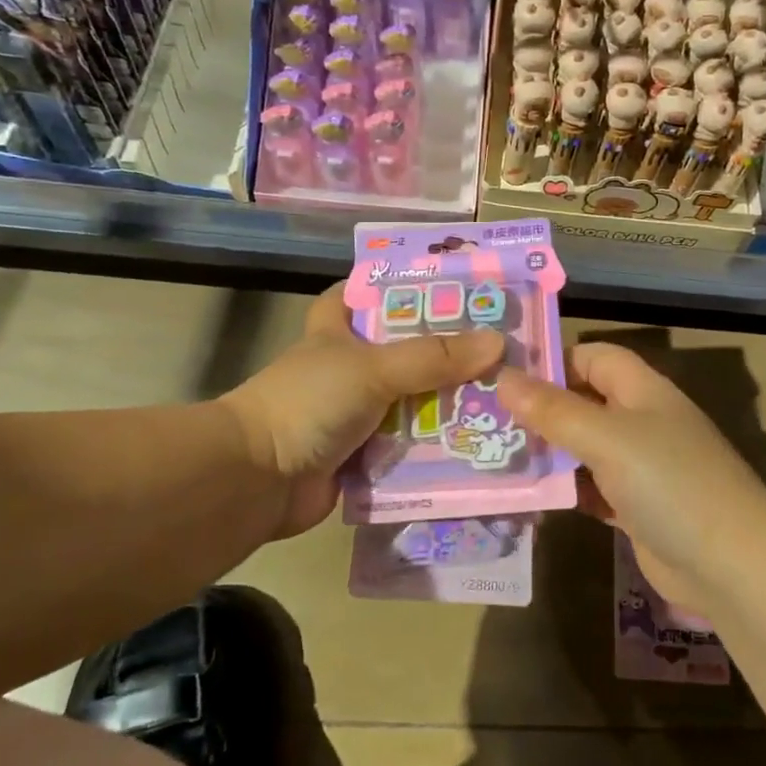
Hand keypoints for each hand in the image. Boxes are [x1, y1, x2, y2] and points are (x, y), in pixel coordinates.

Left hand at [225, 285, 504, 539]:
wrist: (257, 481)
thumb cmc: (309, 403)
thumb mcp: (373, 368)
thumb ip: (433, 357)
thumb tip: (497, 343)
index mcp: (337, 331)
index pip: (363, 293)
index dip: (397, 286)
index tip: (446, 284)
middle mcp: (348, 368)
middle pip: (404, 351)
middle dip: (446, 351)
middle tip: (502, 345)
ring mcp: (356, 414)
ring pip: (412, 401)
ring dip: (449, 403)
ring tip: (508, 394)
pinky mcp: (364, 455)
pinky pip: (410, 446)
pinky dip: (438, 447)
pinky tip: (482, 441)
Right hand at [496, 343, 765, 611]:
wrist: (730, 565)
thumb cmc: (669, 483)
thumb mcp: (606, 438)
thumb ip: (554, 410)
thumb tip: (503, 377)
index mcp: (642, 390)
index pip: (593, 357)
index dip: (553, 361)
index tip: (505, 377)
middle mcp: (641, 421)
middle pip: (584, 402)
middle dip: (541, 410)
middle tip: (486, 420)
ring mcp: (640, 467)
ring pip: (584, 448)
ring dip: (549, 453)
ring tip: (495, 457)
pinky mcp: (636, 507)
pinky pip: (591, 488)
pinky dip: (566, 490)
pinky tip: (531, 498)